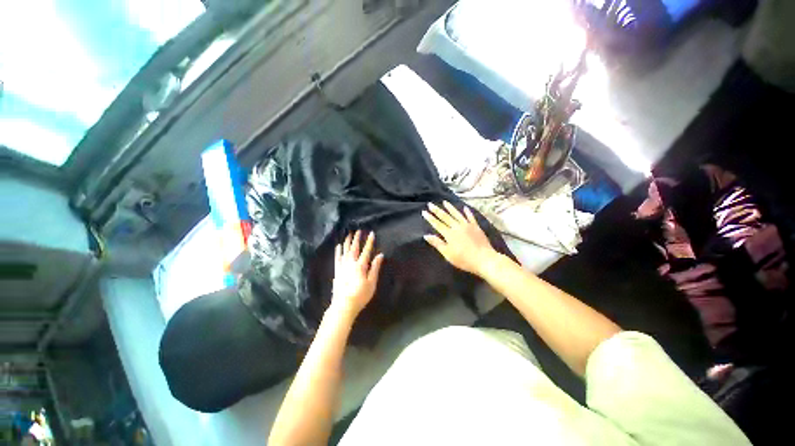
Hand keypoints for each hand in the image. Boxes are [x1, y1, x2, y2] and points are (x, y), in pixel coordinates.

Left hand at [331, 230, 383, 317]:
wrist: (343, 305)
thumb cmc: (360, 295)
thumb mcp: (371, 283)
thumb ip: (375, 268)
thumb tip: (380, 255)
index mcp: (360, 266)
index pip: (366, 251)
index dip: (369, 242)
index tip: (371, 233)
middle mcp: (351, 263)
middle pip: (354, 248)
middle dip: (357, 239)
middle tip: (358, 230)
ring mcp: (342, 266)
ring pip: (345, 251)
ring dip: (347, 242)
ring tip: (348, 234)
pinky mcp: (337, 271)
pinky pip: (337, 258)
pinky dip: (338, 251)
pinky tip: (338, 246)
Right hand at [422, 201, 496, 275]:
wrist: (484, 259)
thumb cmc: (464, 259)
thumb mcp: (448, 254)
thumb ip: (437, 243)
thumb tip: (426, 235)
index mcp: (449, 234)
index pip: (437, 224)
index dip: (430, 218)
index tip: (424, 211)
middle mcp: (457, 227)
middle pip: (445, 217)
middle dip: (437, 210)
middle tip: (430, 204)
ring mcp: (467, 225)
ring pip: (457, 214)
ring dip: (450, 208)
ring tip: (445, 202)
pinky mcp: (476, 227)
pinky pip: (470, 217)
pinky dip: (467, 212)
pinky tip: (465, 208)